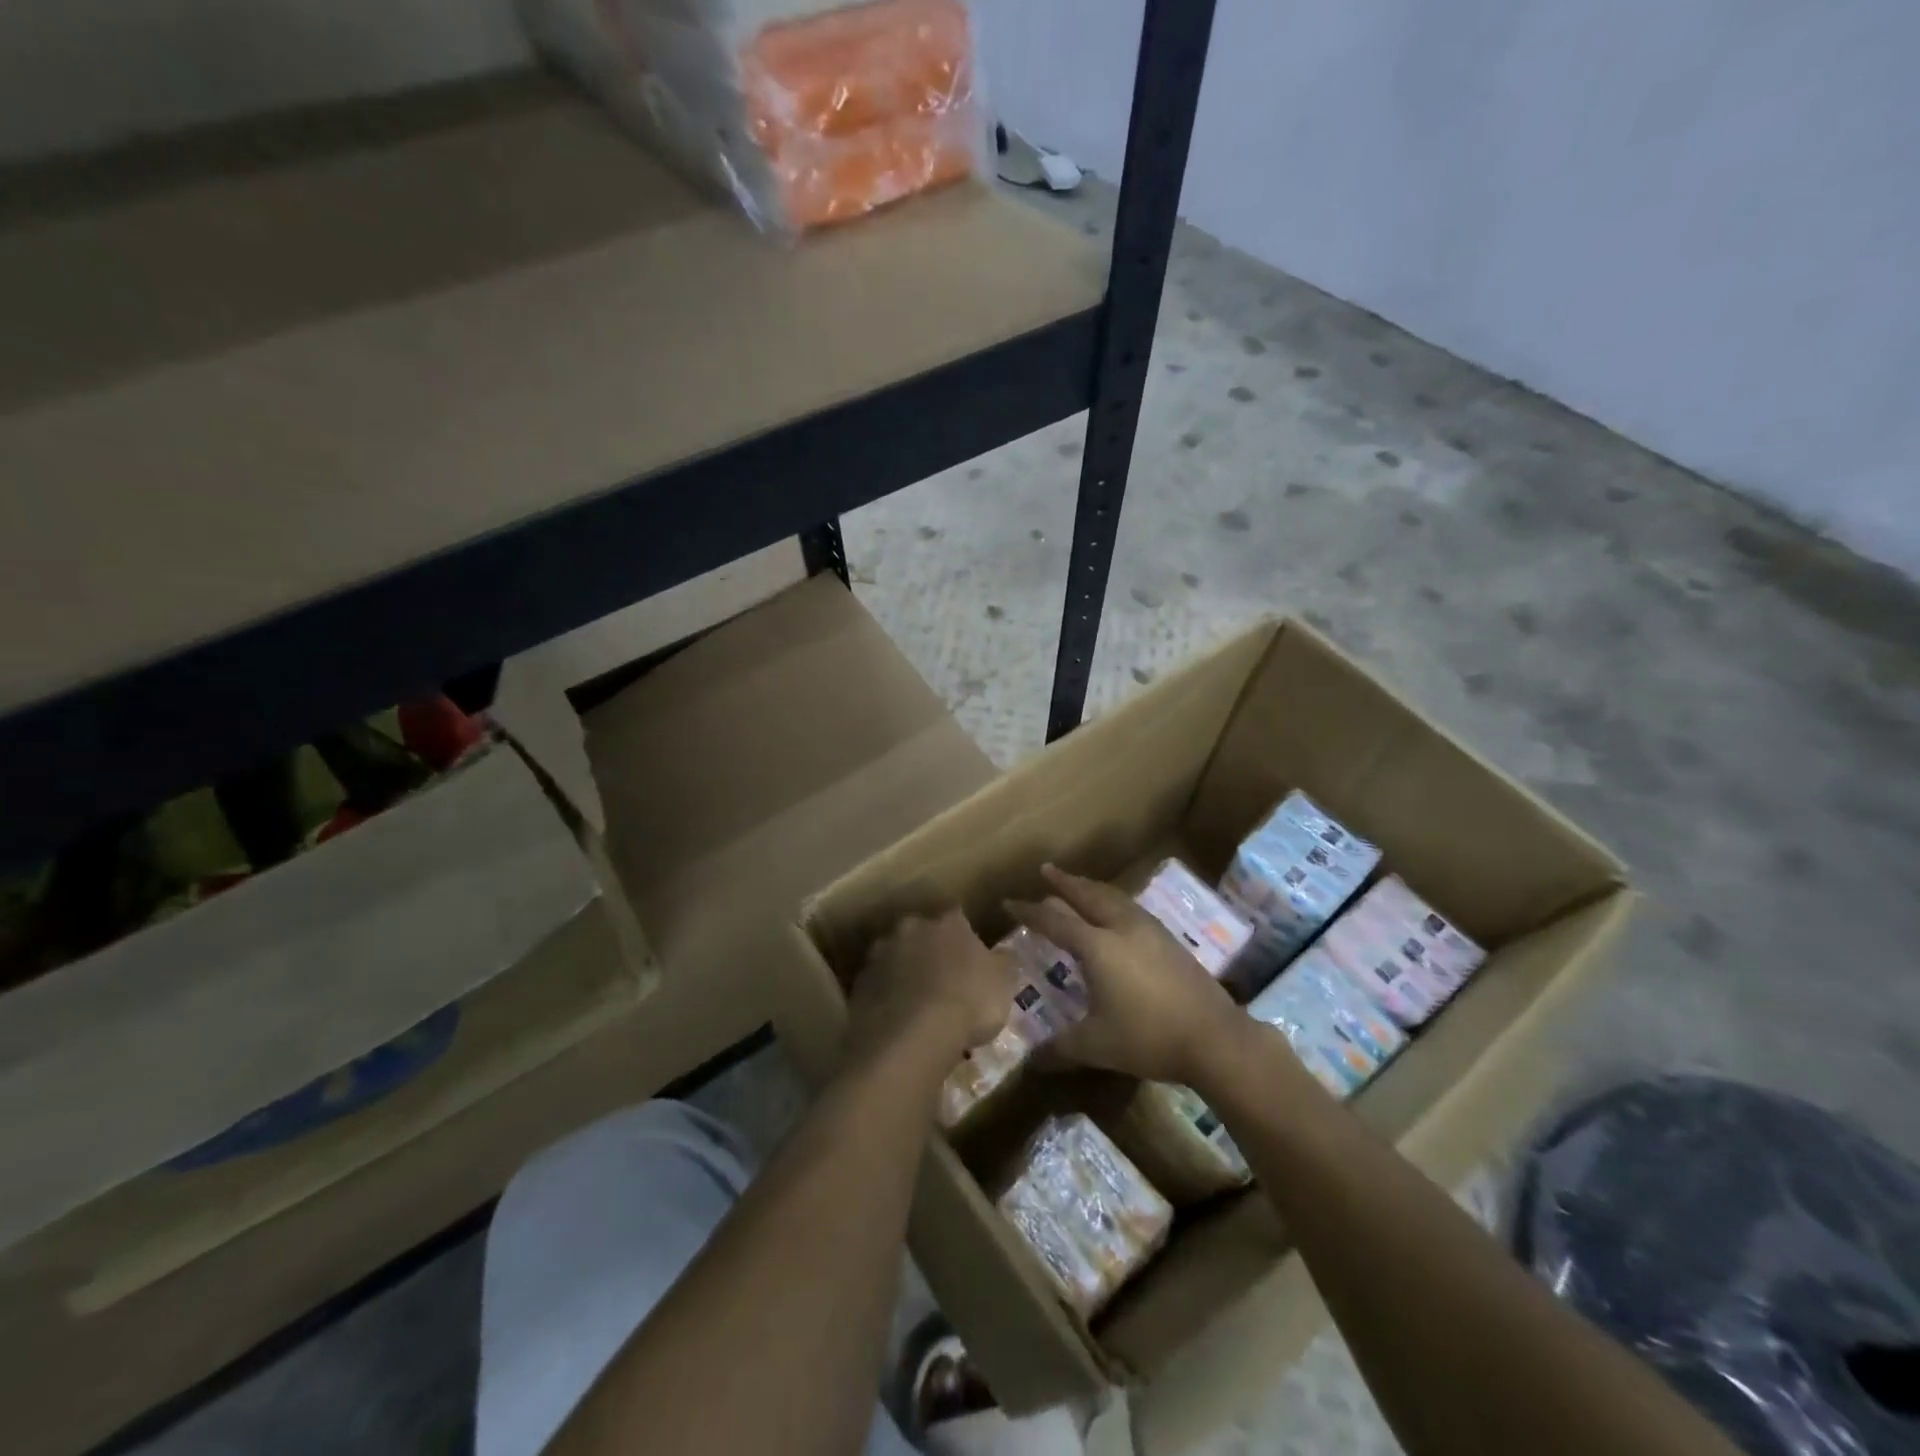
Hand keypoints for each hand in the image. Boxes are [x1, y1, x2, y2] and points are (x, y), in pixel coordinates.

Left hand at [845, 909, 1017, 1071]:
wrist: (911, 1037)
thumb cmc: (967, 1002)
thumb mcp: (1003, 983)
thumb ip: (1003, 962)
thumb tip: (1002, 952)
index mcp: (948, 921)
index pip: (958, 917)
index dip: (964, 937)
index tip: (970, 956)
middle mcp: (911, 928)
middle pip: (921, 932)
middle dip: (929, 949)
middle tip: (941, 977)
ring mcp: (880, 954)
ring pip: (895, 957)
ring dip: (904, 971)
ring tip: (916, 1001)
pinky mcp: (859, 984)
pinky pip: (878, 986)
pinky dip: (886, 996)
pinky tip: (896, 1018)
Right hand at [1008, 864, 1244, 1083]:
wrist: (1214, 1037)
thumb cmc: (1148, 1038)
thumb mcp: (1097, 1046)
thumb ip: (1061, 1049)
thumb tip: (1031, 1061)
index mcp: (1097, 946)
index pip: (1055, 921)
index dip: (1030, 911)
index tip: (1010, 902)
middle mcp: (1121, 928)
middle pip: (1088, 895)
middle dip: (1065, 882)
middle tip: (1047, 870)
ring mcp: (1150, 930)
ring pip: (1114, 897)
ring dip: (1092, 888)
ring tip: (1080, 885)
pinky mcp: (1170, 940)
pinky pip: (1132, 908)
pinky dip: (1114, 901)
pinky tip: (1117, 912)